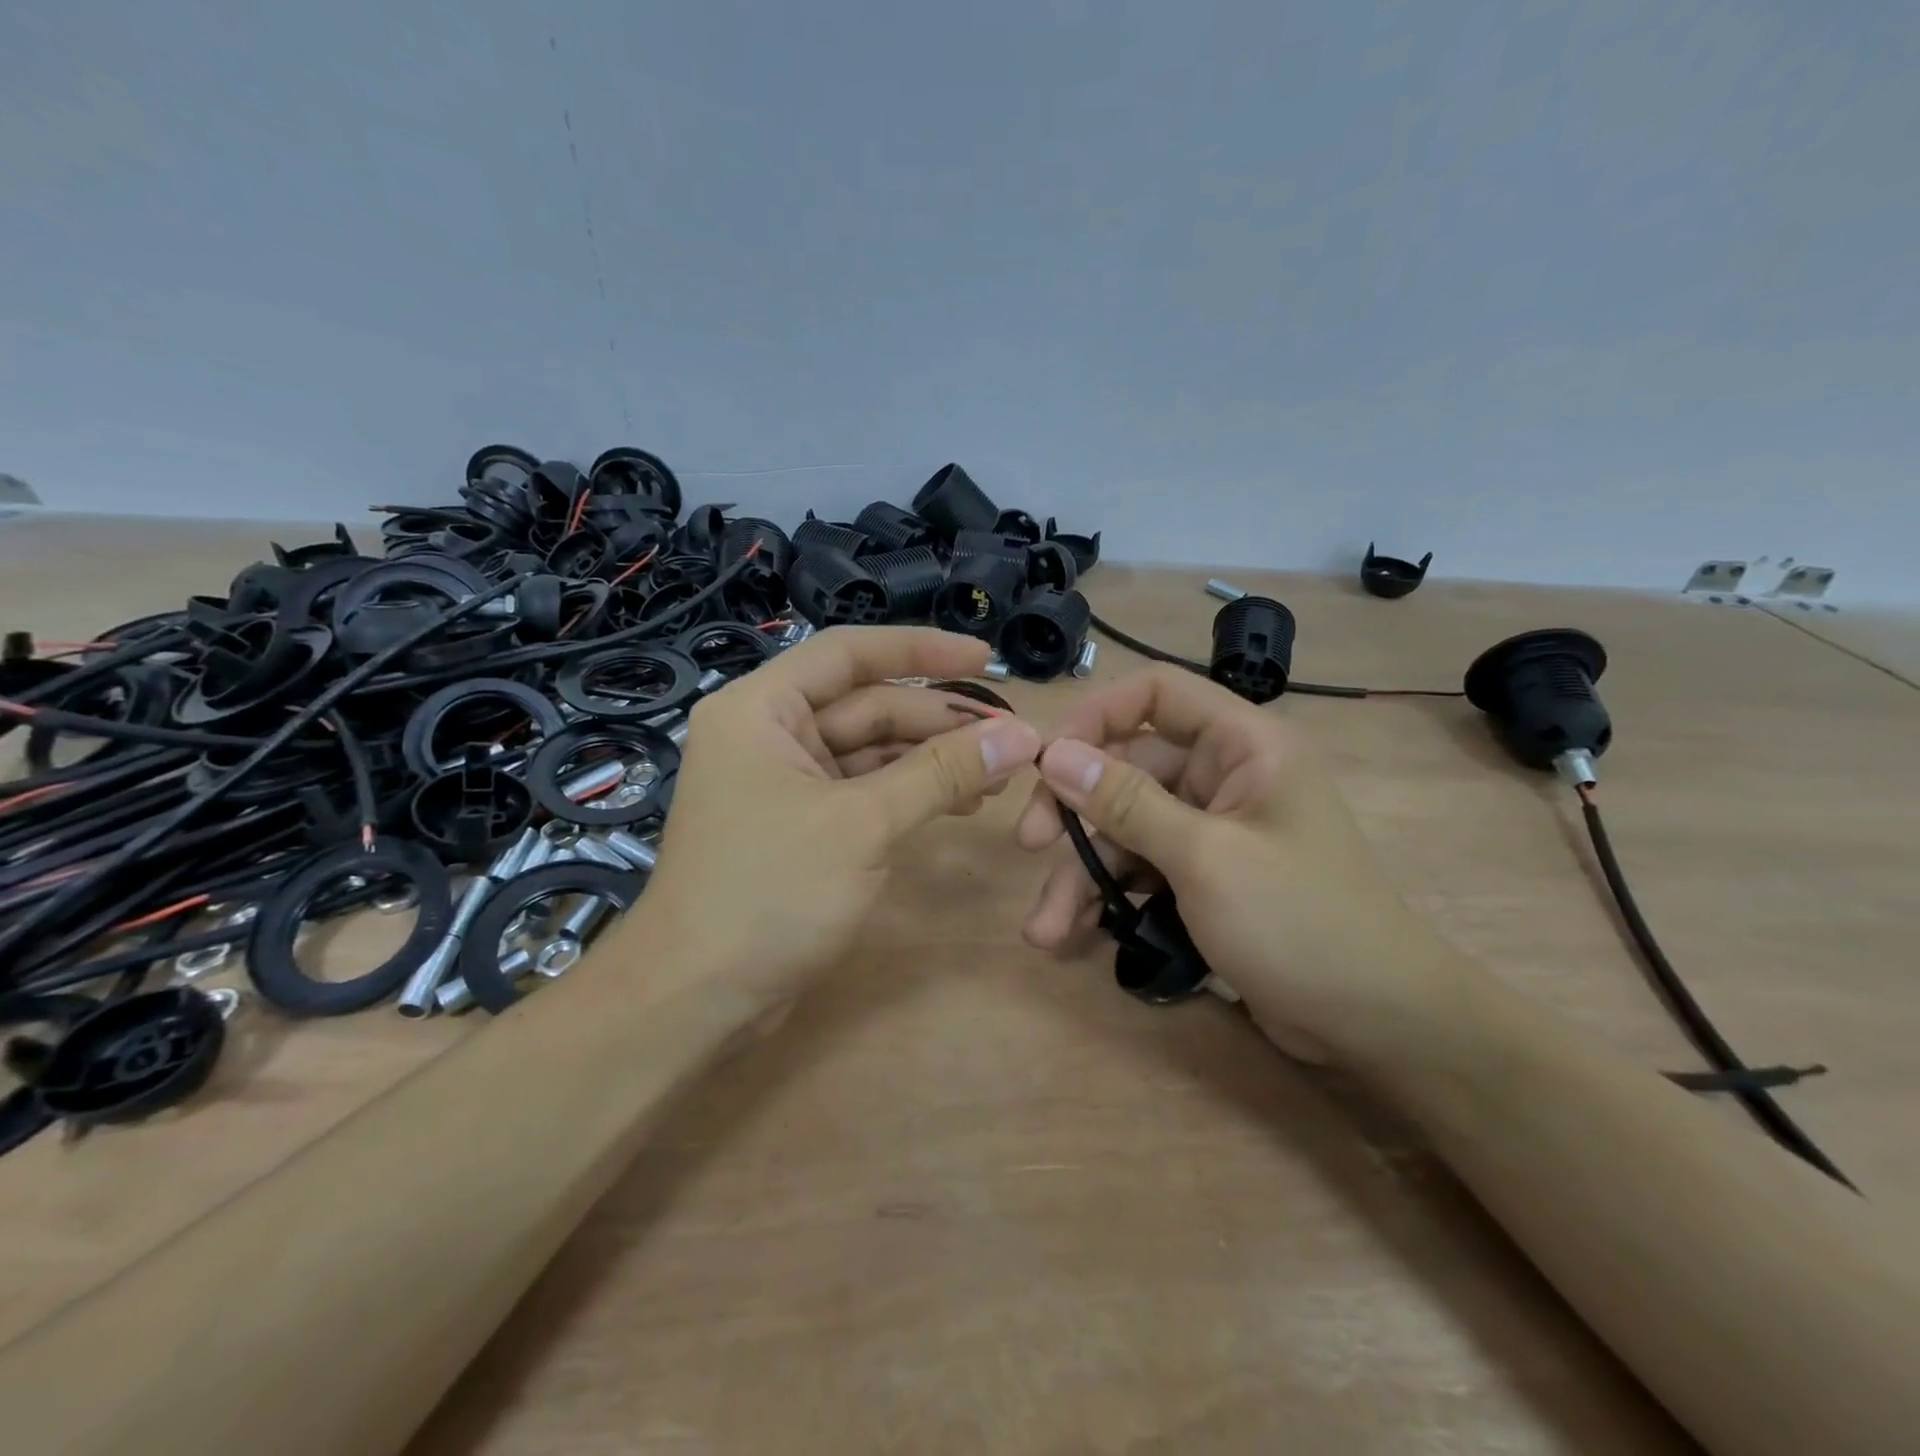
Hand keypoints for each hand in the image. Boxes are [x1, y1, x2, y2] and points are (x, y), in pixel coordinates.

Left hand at [632, 626, 1040, 1006]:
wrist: (696, 998)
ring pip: (871, 751)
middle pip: (867, 705)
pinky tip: (961, 803)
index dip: (921, 649)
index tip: (984, 658)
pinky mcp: (801, 823)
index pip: (849, 654)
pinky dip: (911, 793)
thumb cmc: (769, 893)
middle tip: (1010, 737)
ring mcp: (785, 781)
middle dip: (938, 720)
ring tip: (997, 775)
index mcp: (762, 709)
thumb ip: (942, 773)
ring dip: (932, 759)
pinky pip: (865, 790)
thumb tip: (1020, 736)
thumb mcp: (863, 823)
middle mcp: (769, 733)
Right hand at [1015, 667, 1462, 1061]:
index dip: (1097, 716)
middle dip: (1076, 815)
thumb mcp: (1205, 858)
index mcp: (1243, 745)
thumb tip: (1054, 754)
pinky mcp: (1204, 875)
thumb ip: (1126, 803)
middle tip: (1028, 847)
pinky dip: (1109, 896)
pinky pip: (1143, 867)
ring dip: (1083, 873)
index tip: (1048, 760)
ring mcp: (1212, 828)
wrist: (1377, 1024)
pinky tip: (1074, 933)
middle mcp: (1224, 775)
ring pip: (1127, 827)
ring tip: (1045, 930)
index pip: (1157, 694)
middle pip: (1128, 769)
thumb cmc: (1300, 923)